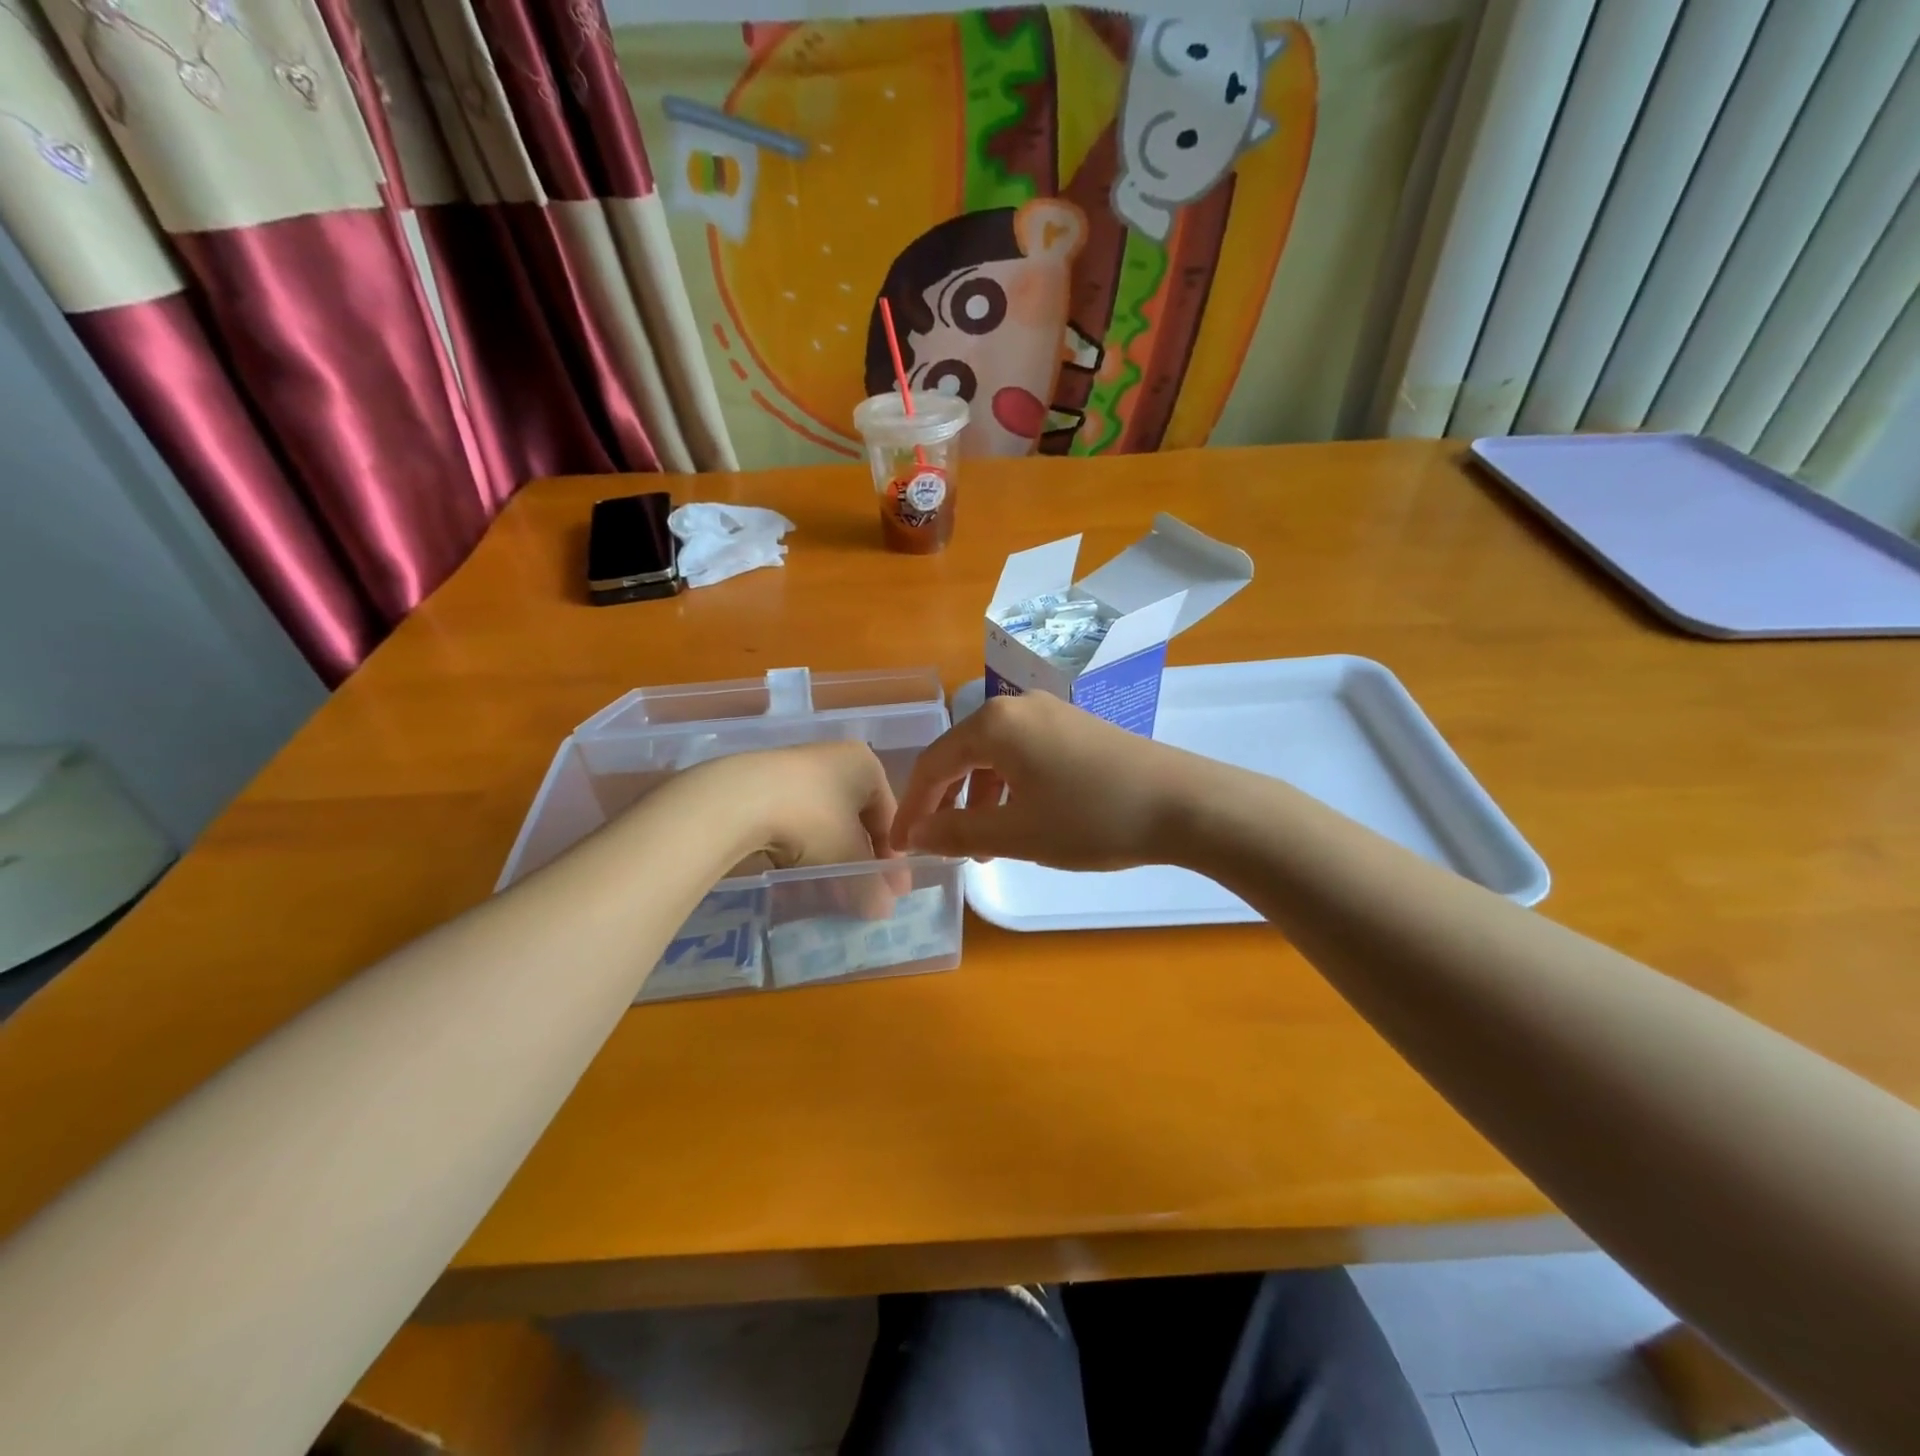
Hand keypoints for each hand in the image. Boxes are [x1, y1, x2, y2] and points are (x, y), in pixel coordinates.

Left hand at [676, 742, 904, 915]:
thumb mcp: (848, 857)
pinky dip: (802, 851)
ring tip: (829, 893)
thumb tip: (884, 910)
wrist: (737, 800)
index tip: (894, 892)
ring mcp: (796, 770)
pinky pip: (796, 823)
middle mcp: (834, 759)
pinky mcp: (764, 785)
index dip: (892, 858)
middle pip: (856, 820)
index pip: (889, 816)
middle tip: (864, 896)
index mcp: (865, 765)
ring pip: (824, 824)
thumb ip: (871, 885)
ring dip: (831, 859)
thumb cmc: (812, 819)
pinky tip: (797, 878)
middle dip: (860, 861)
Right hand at [891, 691, 1209, 870]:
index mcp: (994, 724)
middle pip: (961, 754)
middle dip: (946, 803)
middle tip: (941, 846)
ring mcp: (1050, 713)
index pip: (933, 763)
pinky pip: (1024, 754)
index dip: (913, 807)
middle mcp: (1017, 706)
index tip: (901, 846)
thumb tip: (917, 835)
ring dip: (979, 799)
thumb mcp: (1017, 833)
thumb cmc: (1091, 818)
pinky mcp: (1075, 727)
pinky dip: (1010, 788)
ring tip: (984, 846)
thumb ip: (957, 832)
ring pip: (994, 756)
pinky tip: (1021, 821)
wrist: (1183, 803)